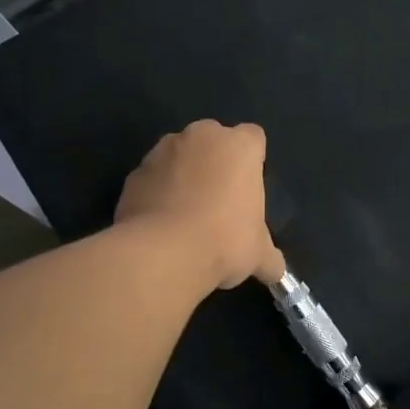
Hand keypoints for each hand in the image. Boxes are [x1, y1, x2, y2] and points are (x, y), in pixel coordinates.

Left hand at [115, 120, 285, 290]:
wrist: (162, 253)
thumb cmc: (224, 241)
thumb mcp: (259, 254)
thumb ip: (269, 257)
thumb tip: (276, 271)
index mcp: (239, 146)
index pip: (253, 138)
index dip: (252, 161)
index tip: (248, 189)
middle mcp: (201, 136)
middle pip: (213, 141)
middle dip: (215, 163)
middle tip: (219, 201)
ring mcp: (162, 151)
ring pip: (178, 155)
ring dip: (183, 175)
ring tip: (185, 215)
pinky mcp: (133, 173)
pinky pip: (152, 178)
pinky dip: (156, 193)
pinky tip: (161, 224)